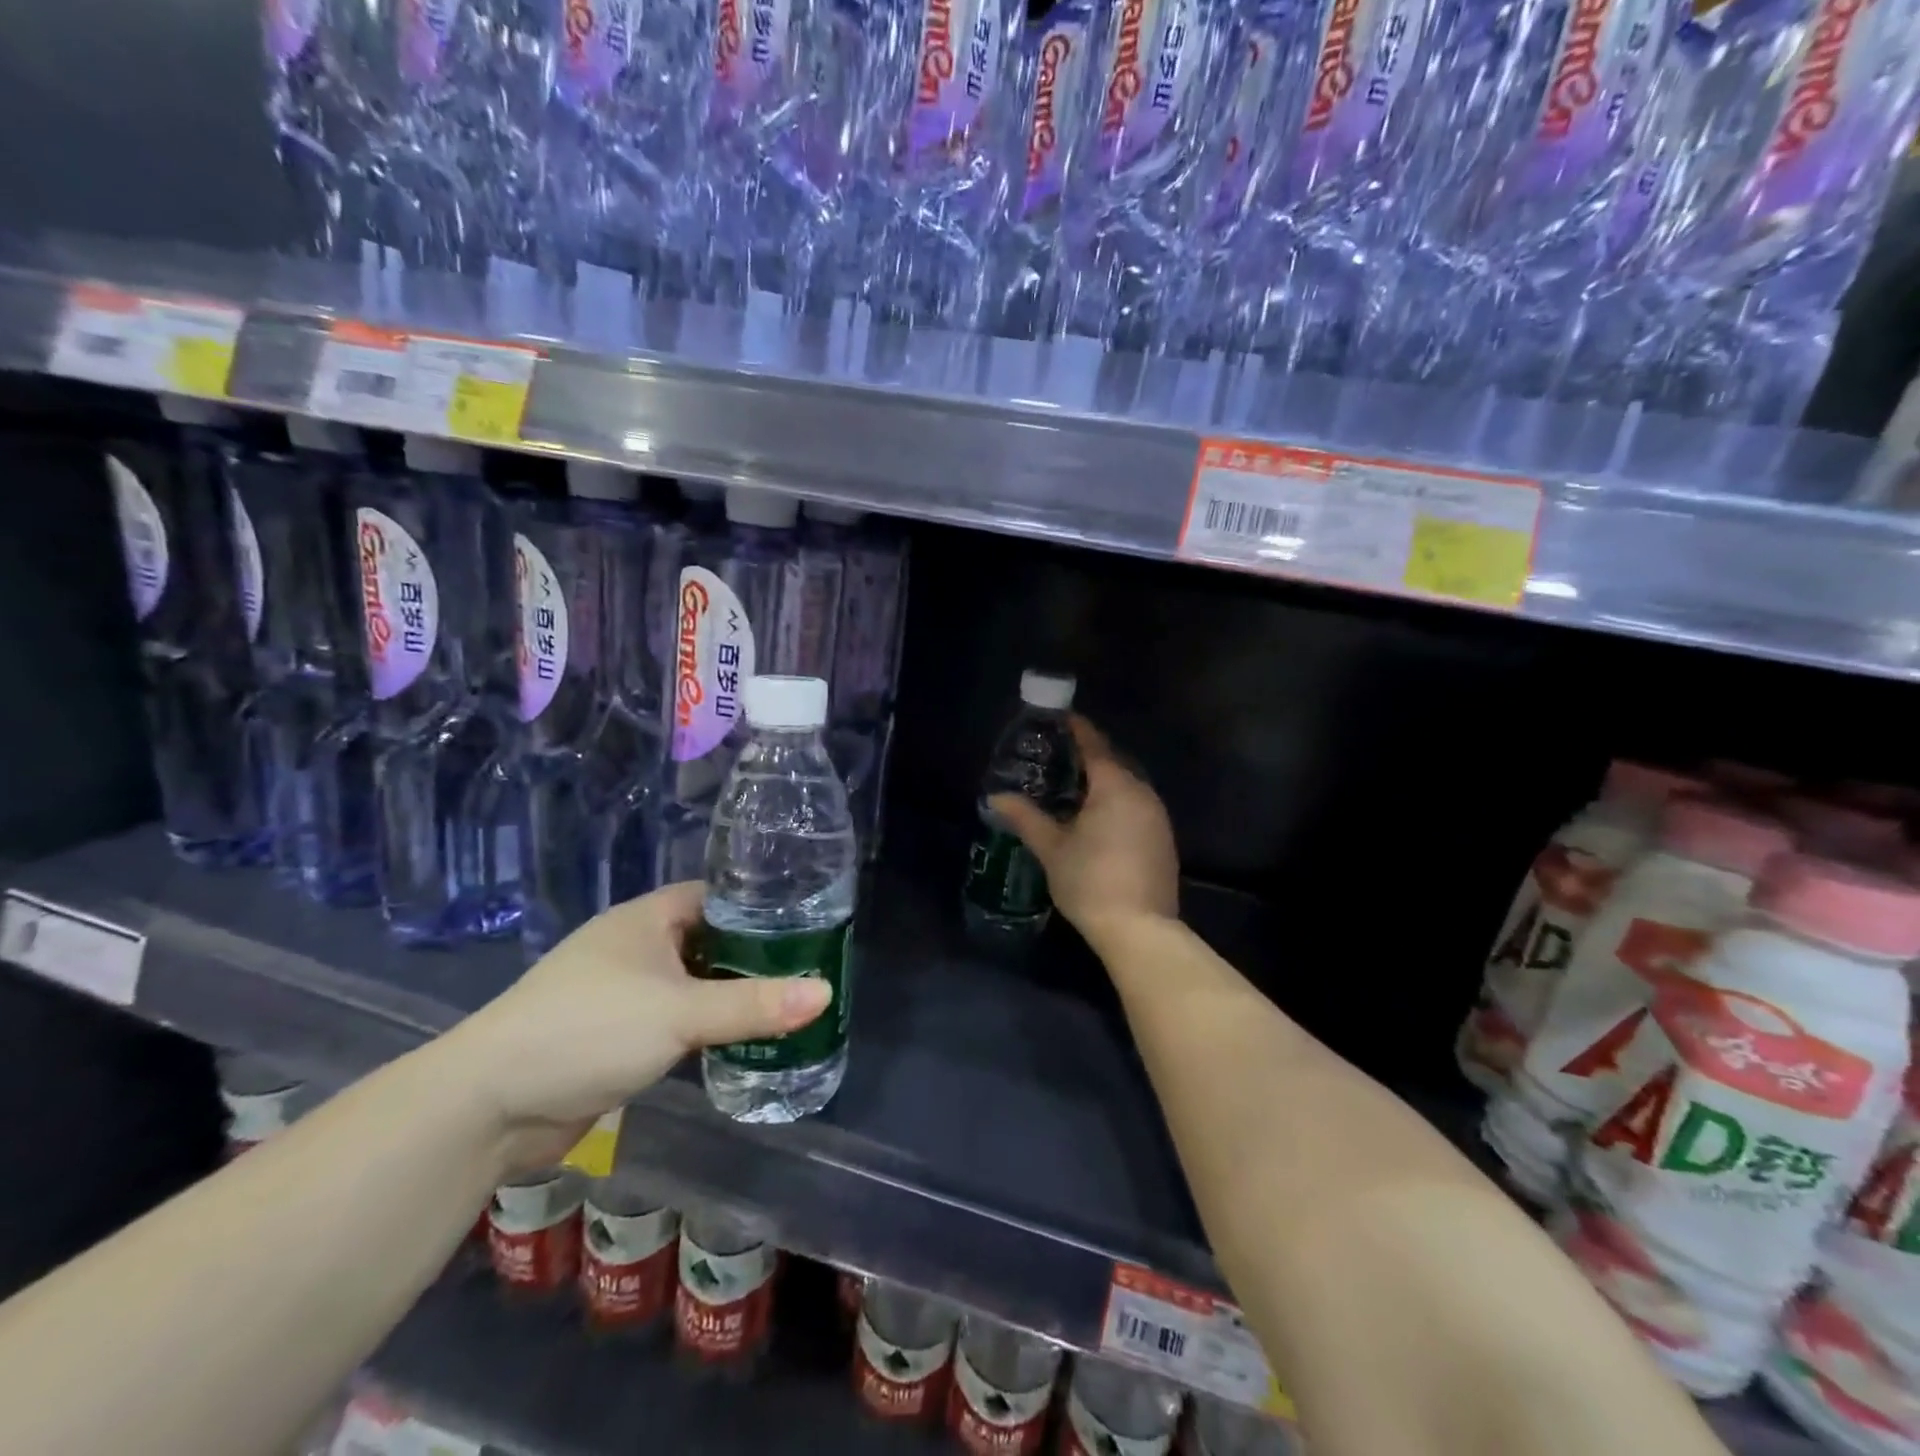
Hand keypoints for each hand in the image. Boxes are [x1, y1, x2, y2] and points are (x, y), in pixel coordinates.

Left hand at [439, 882, 830, 1170]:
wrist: (487, 1105)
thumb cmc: (589, 1030)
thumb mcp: (681, 1013)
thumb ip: (754, 1004)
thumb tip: (826, 992)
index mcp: (648, 918)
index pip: (717, 895)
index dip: (760, 905)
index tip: (807, 921)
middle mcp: (636, 946)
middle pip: (708, 940)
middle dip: (753, 955)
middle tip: (807, 968)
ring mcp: (623, 991)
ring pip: (692, 982)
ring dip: (729, 994)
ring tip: (786, 1003)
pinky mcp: (615, 1034)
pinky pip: (674, 1019)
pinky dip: (705, 1026)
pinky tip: (738, 1040)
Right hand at [991, 715, 1178, 941]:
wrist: (1139, 929)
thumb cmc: (1090, 880)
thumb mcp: (1051, 848)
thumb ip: (1025, 817)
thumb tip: (996, 797)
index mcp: (1115, 787)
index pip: (1095, 746)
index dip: (1078, 729)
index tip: (1061, 718)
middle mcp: (1142, 793)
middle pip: (1115, 763)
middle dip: (1090, 755)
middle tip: (1060, 754)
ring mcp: (1157, 817)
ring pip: (1128, 786)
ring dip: (1105, 780)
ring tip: (1075, 785)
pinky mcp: (1164, 839)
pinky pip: (1137, 805)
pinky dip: (1117, 801)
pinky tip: (1099, 818)